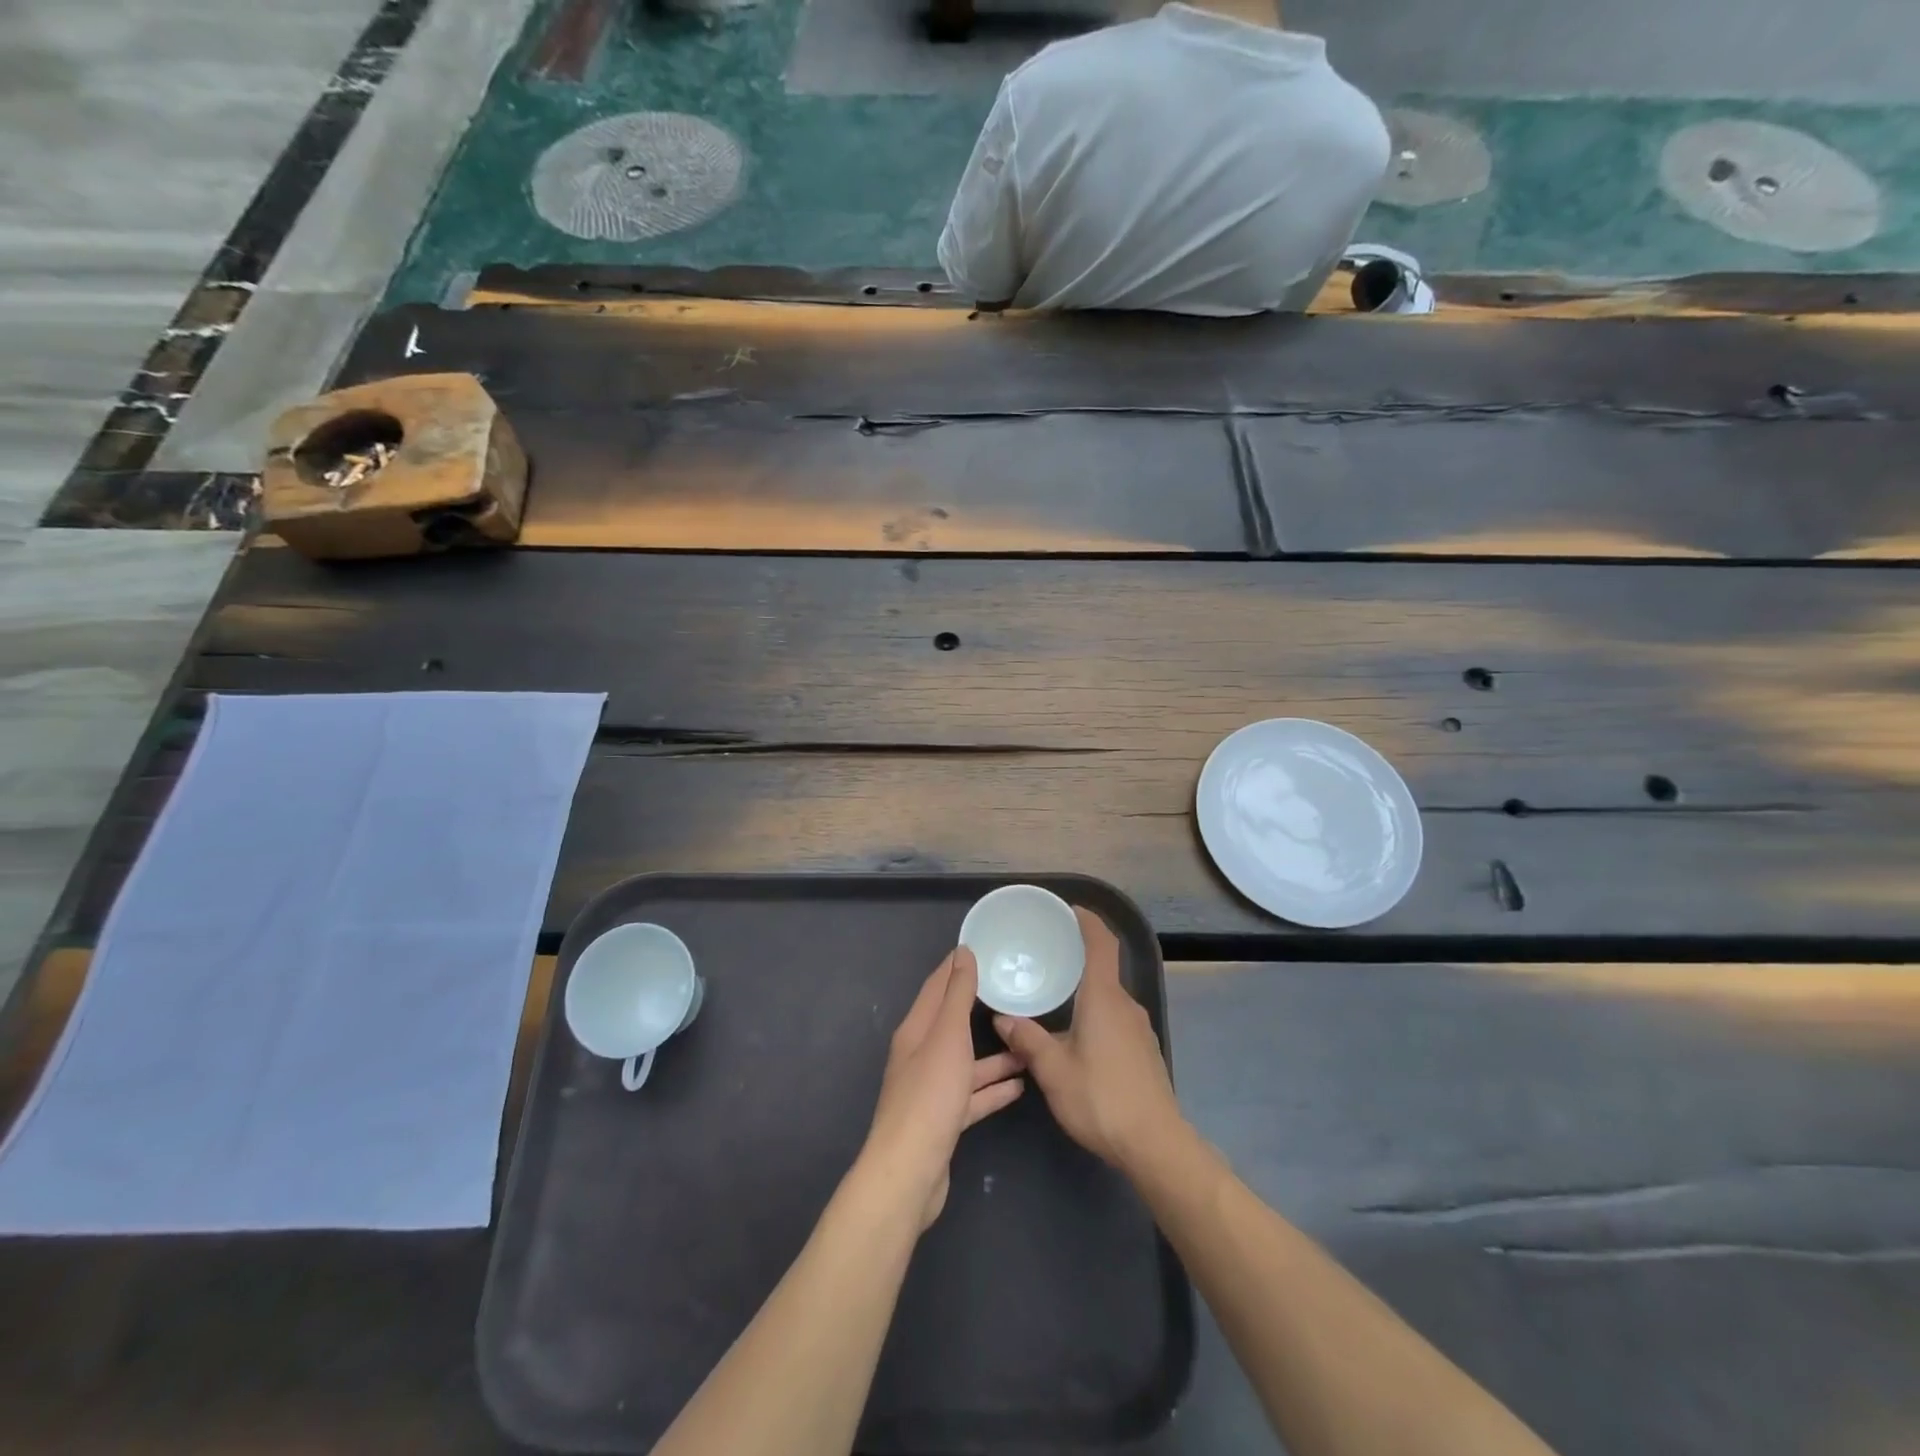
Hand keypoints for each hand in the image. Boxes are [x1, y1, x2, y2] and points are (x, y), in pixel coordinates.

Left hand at [862, 947, 1024, 1228]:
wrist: (910, 1173)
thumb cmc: (930, 1096)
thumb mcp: (947, 1037)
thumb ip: (957, 996)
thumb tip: (962, 953)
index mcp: (916, 1031)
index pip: (937, 987)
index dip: (956, 966)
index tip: (981, 948)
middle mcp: (920, 1055)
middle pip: (952, 1024)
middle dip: (979, 1008)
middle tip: (1012, 993)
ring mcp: (931, 1090)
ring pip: (966, 1062)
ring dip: (994, 1054)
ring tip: (1027, 1044)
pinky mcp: (944, 1120)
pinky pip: (972, 1096)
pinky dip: (993, 1089)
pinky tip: (1020, 1086)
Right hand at [994, 908, 1183, 1172]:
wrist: (1155, 1144)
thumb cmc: (1101, 1099)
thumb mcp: (1053, 1071)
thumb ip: (1027, 1040)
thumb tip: (1003, 1019)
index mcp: (1103, 998)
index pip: (1102, 944)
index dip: (1088, 922)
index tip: (1071, 910)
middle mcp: (1125, 1005)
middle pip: (1104, 969)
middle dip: (1078, 959)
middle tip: (1047, 957)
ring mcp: (1139, 1028)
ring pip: (1109, 998)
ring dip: (1086, 992)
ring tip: (1056, 999)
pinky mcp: (1144, 1051)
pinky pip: (1116, 1019)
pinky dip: (1096, 1014)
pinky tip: (1078, 1037)